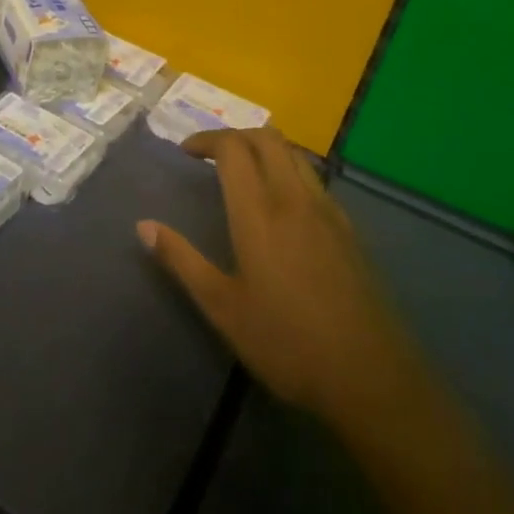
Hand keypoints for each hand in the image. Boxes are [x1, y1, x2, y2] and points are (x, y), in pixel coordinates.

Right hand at [138, 128, 418, 425]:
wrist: (370, 377)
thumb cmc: (285, 342)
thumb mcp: (222, 306)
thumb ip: (181, 259)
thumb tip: (143, 226)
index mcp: (259, 212)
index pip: (233, 148)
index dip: (207, 139)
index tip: (186, 151)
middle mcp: (295, 199)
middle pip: (267, 139)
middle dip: (235, 136)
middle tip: (211, 156)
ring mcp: (328, 212)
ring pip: (295, 155)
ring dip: (264, 149)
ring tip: (243, 173)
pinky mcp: (349, 230)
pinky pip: (314, 180)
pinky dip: (289, 171)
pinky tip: (281, 207)